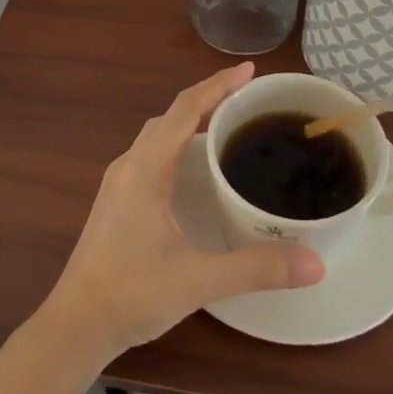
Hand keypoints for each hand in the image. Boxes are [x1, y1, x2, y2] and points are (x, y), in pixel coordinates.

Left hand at [41, 63, 324, 362]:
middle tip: (247, 98)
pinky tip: (196, 168)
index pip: (184, 110)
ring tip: (227, 125)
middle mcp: (129, 166)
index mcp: (145, 169)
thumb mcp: (198, 279)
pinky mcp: (117, 201)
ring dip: (189, 121)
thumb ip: (256, 268)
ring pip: (158, 136)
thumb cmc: (132, 294)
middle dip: (207, 99)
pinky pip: (151, 155)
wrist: (76, 324)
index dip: (217, 85)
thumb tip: (316, 263)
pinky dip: (177, 144)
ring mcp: (119, 183)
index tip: (249, 70)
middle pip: (170, 116)